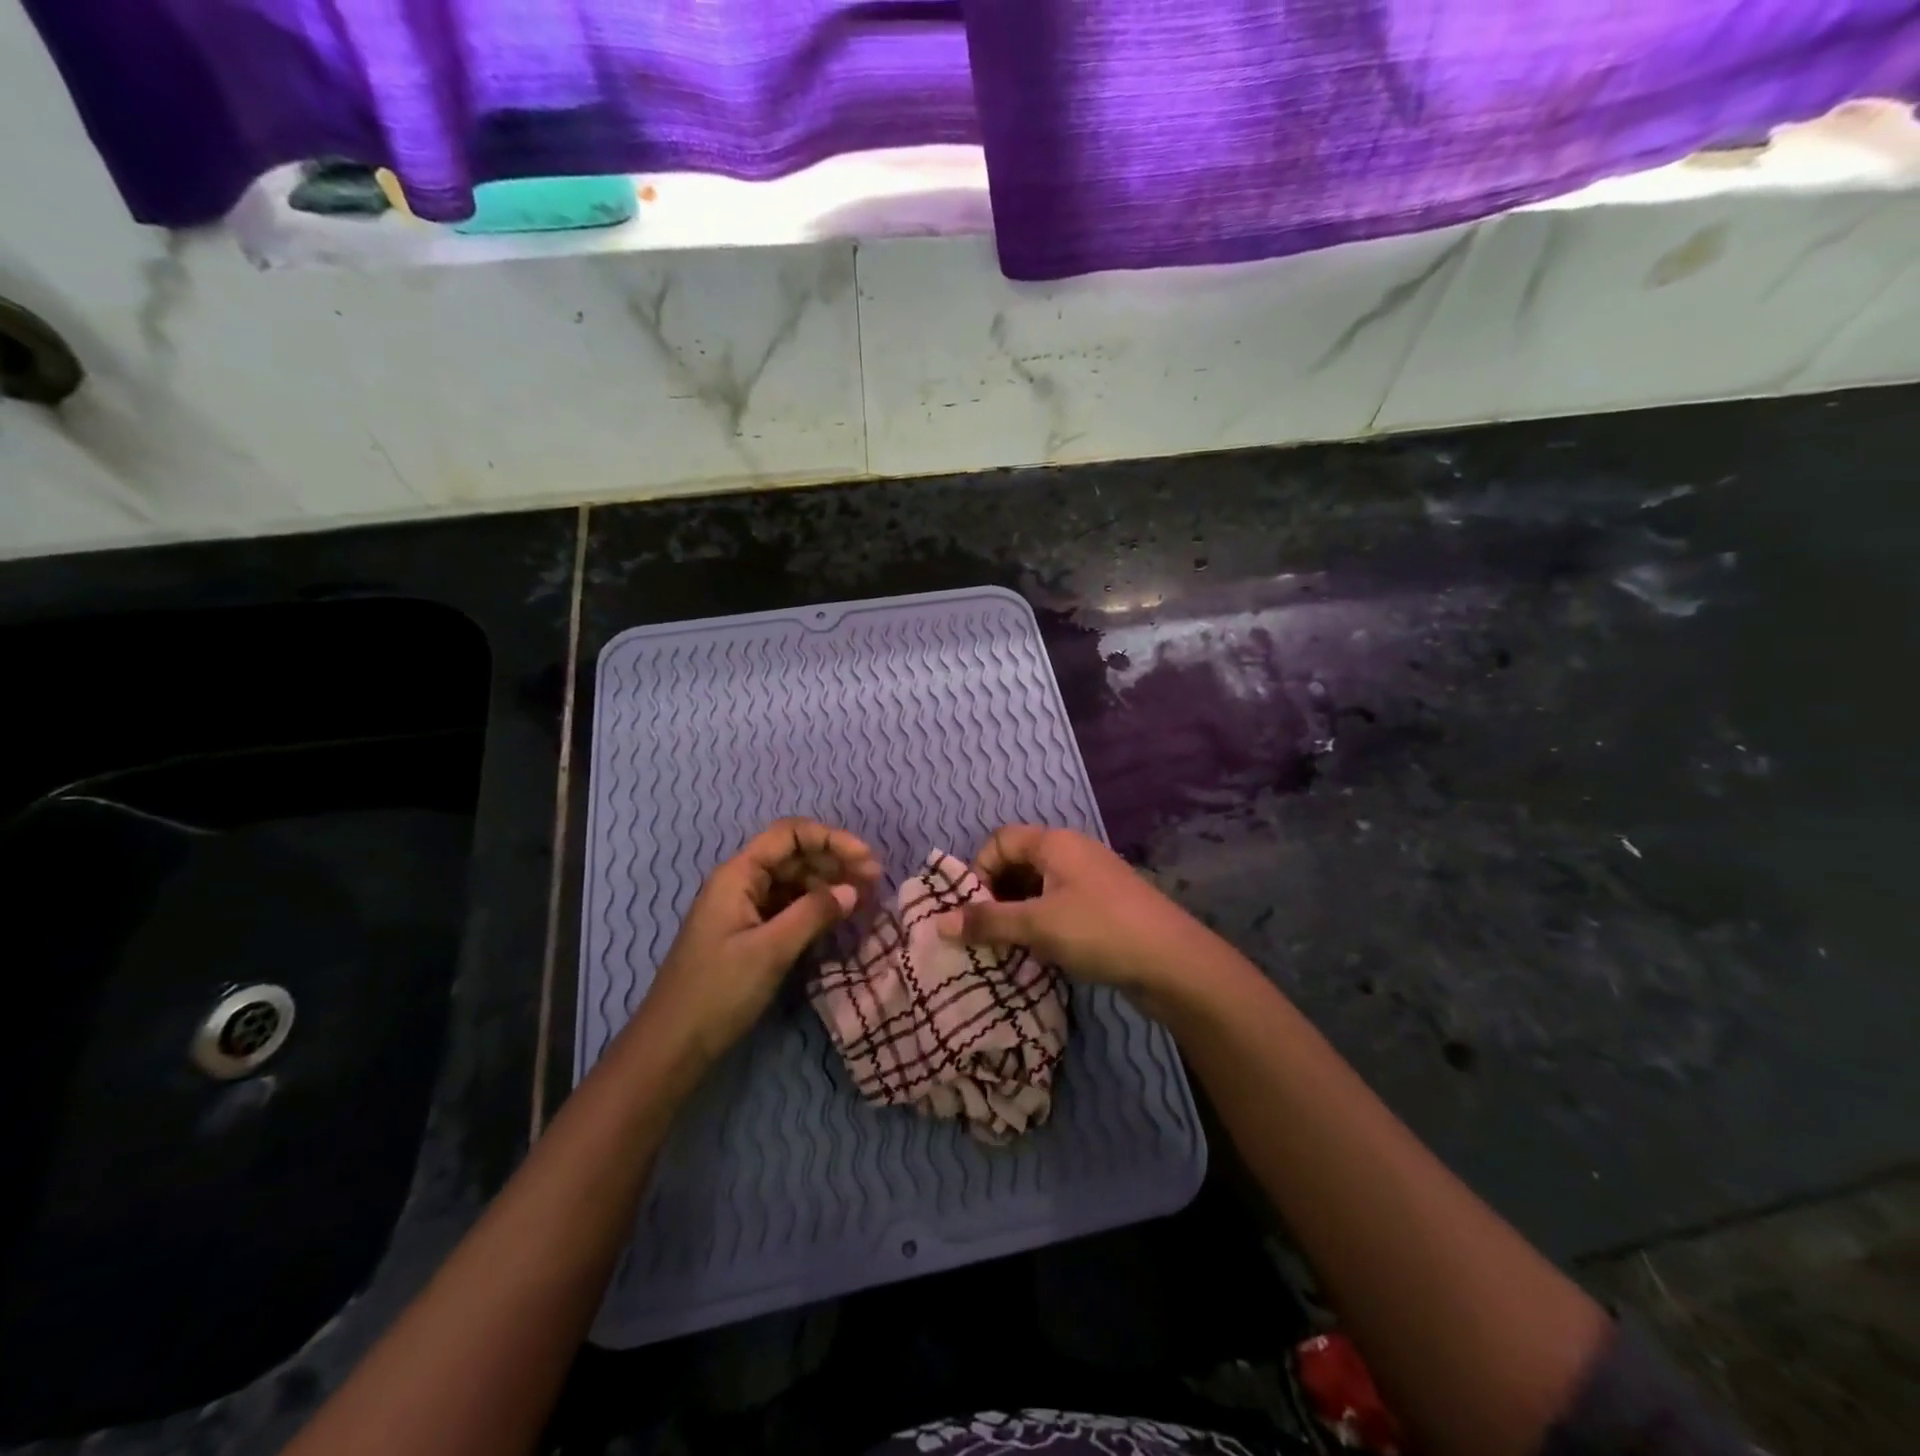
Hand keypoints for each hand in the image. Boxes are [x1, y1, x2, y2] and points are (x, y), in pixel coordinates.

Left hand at [634, 818, 881, 1067]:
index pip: (790, 834)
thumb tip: (853, 890)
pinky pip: (787, 907)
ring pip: (793, 882)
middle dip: (835, 861)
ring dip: (828, 885)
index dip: (831, 839)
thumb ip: (813, 914)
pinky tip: (837, 920)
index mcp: (738, 875)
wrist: (671, 1047)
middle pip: (794, 855)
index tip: (867, 860)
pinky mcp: (748, 934)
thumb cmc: (717, 992)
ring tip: (863, 901)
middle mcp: (740, 883)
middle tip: (875, 882)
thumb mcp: (770, 951)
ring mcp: (743, 909)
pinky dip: (814, 908)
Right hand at [936, 825, 1214, 1008]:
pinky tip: (1040, 954)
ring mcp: (1091, 879)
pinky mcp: (1104, 906)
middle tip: (987, 933)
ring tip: (1009, 948)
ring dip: (1018, 914)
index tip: (974, 910)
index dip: (979, 871)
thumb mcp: (1037, 926)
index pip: (1000, 841)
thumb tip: (938, 922)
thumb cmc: (1099, 931)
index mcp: (1055, 843)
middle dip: (996, 895)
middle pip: (1018, 862)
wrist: (1174, 962)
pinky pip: (1059, 905)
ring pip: (1038, 888)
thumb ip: (987, 922)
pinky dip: (1042, 924)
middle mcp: (1072, 852)